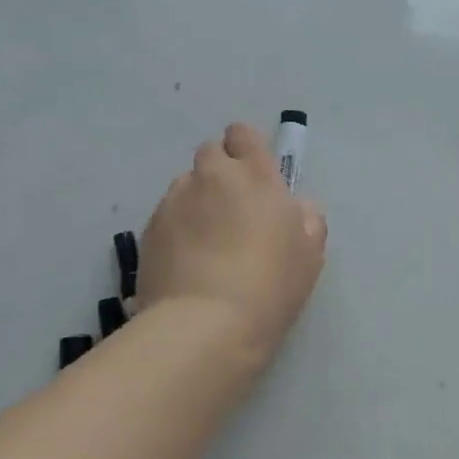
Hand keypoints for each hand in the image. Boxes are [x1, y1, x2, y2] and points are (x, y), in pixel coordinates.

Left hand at [141, 123, 327, 369]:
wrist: (206, 324)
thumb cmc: (271, 284)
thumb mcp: (310, 253)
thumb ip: (307, 218)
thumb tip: (298, 207)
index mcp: (254, 176)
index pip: (243, 134)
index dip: (247, 148)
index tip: (255, 173)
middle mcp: (211, 178)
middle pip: (211, 153)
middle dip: (221, 171)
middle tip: (234, 208)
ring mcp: (175, 202)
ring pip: (186, 184)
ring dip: (198, 198)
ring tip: (207, 239)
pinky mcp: (148, 230)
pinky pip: (167, 214)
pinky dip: (178, 227)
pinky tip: (187, 260)